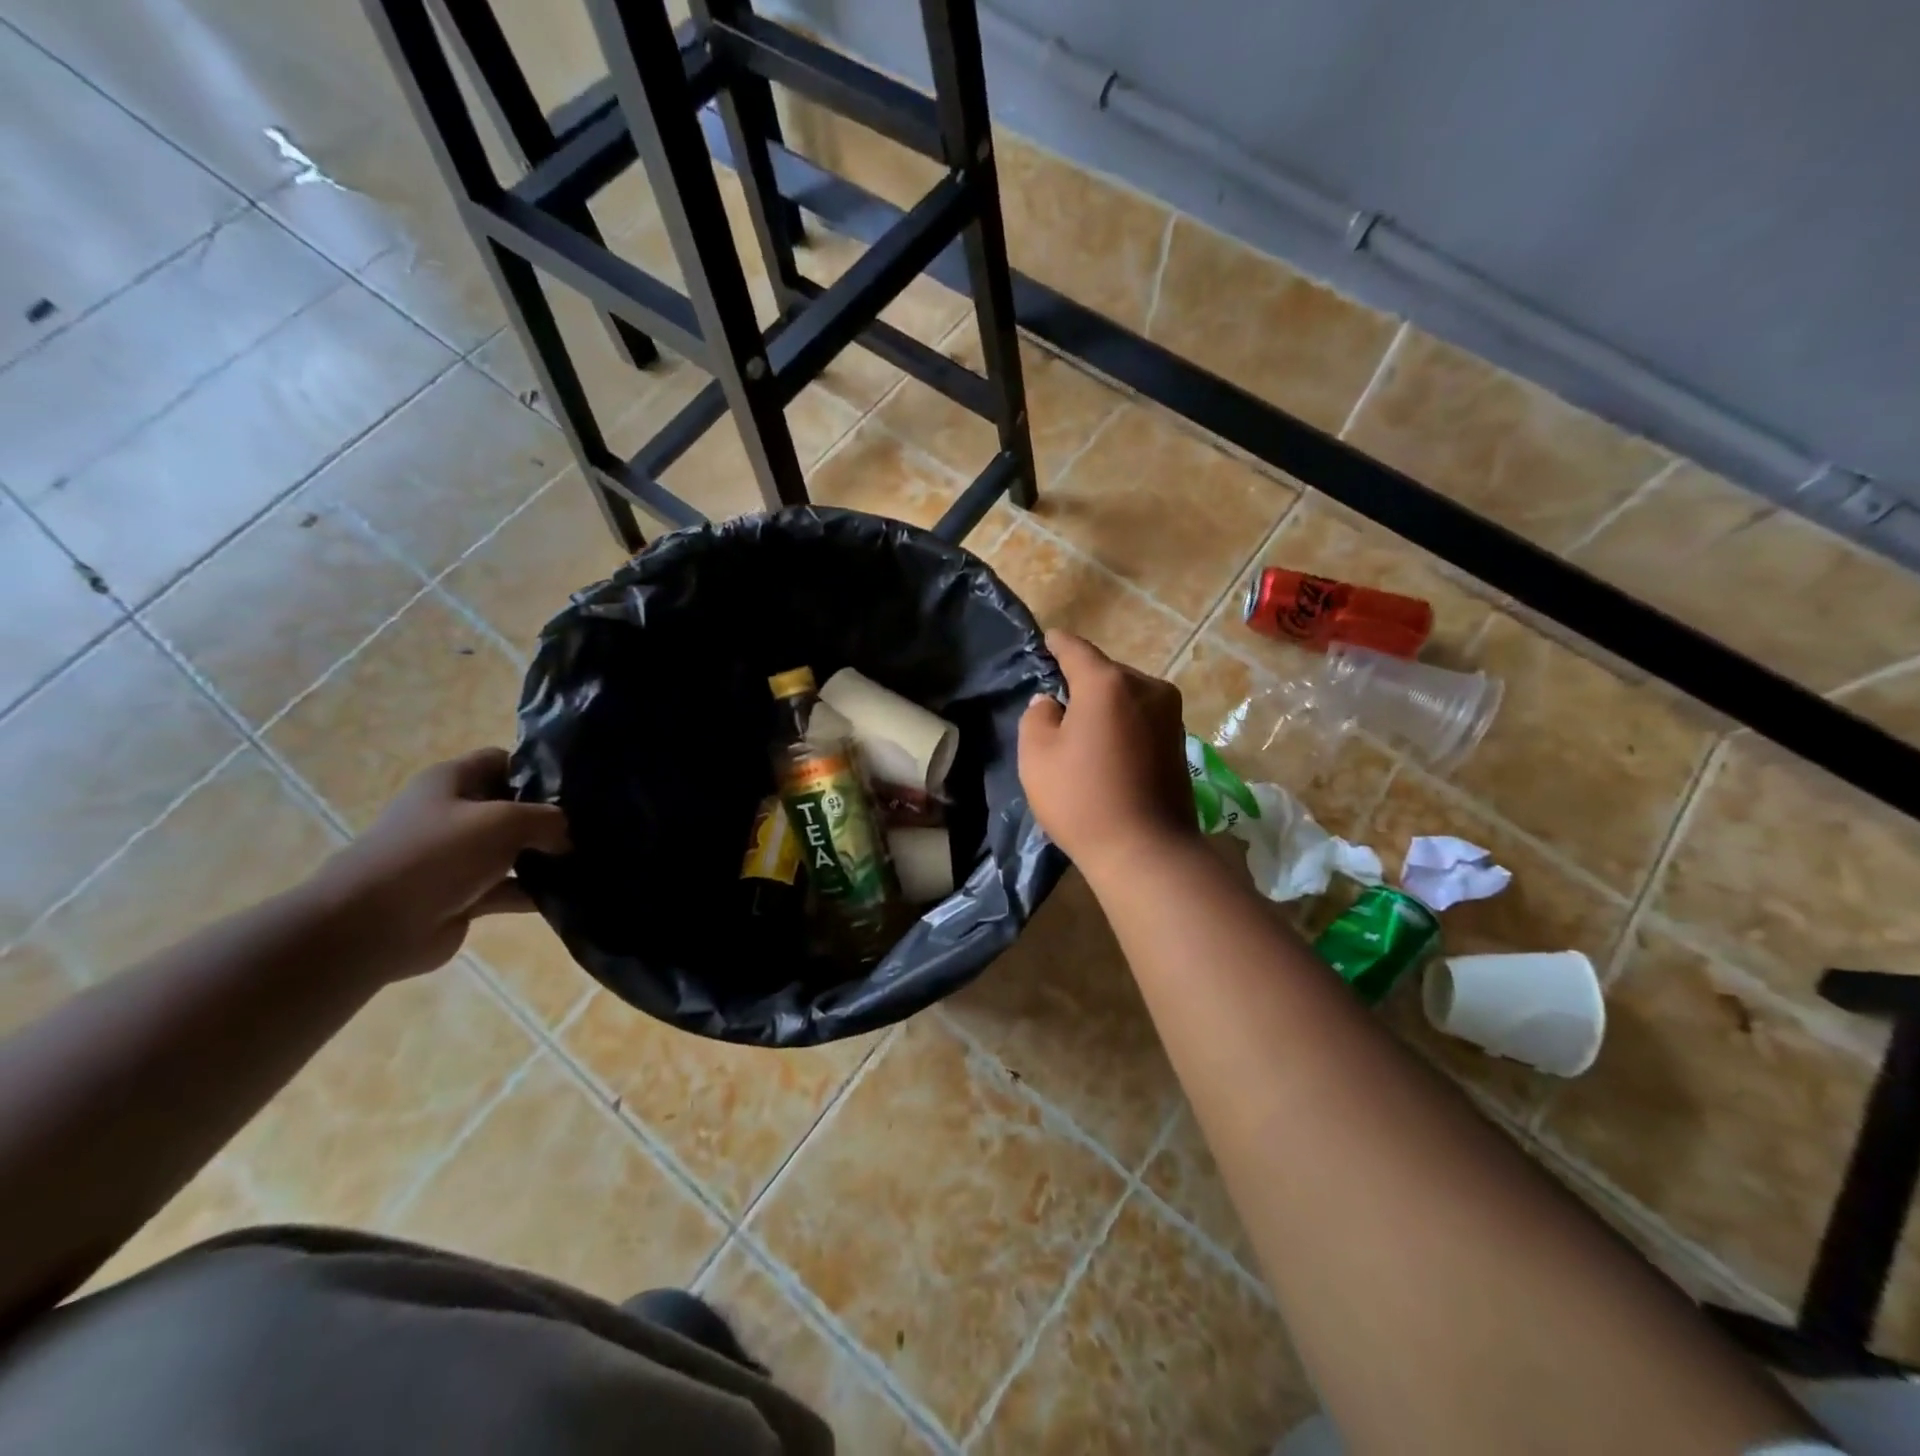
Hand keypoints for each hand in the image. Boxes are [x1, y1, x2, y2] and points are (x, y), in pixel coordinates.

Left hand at [309, 749, 569, 982]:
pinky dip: (535, 892)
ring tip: (591, 860)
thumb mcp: (503, 821)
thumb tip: (567, 836)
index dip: (539, 768)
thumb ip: (547, 819)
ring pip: (513, 850)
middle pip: (512, 807)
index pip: (503, 761)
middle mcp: (453, 814)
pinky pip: (509, 888)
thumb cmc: (435, 855)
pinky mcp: (462, 896)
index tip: (578, 786)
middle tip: (594, 825)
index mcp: (451, 781)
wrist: (370, 926)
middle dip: (550, 817)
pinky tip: (571, 894)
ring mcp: (456, 857)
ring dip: (546, 857)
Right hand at [1018, 631, 1197, 879]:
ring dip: (1106, 706)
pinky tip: (1108, 750)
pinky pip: (1142, 718)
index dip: (1057, 644)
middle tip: (1058, 704)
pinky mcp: (1180, 741)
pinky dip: (1124, 724)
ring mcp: (1170, 714)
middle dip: (1082, 683)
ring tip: (1083, 731)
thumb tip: (1051, 703)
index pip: (1076, 649)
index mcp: (1108, 683)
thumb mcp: (1036, 756)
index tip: (1047, 641)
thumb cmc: (1082, 799)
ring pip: (1127, 696)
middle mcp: (1146, 687)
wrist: (1147, 851)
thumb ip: (1037, 717)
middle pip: (1105, 673)